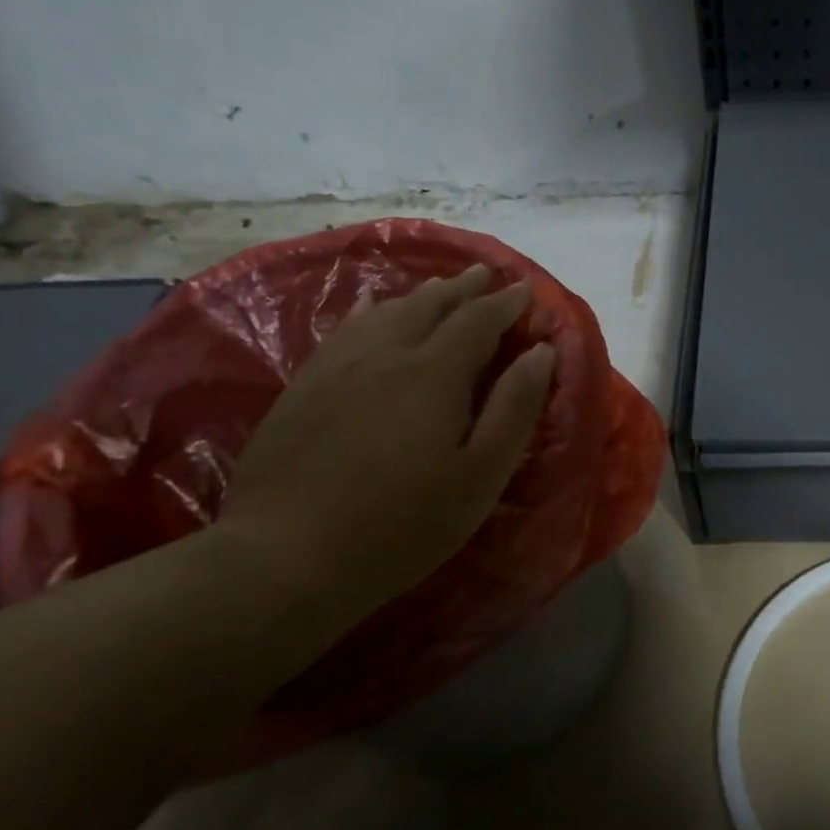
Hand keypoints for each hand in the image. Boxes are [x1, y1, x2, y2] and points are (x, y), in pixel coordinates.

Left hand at [218, 264, 553, 617]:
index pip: (478, 320)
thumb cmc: (404, 523)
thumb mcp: (480, 475)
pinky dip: (375, 311)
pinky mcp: (304, 386)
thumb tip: (541, 353)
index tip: (526, 292)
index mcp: (434, 373)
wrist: (287, 554)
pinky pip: (348, 329)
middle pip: (431, 305)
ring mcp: (337, 366)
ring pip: (386, 311)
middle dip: (465, 288)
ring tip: (442, 287)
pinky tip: (375, 312)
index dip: (505, 304)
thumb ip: (514, 408)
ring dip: (422, 295)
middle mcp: (385, 353)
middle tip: (488, 275)